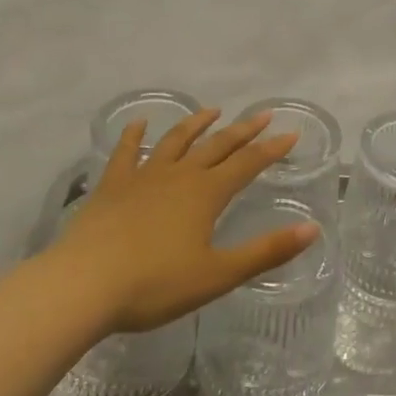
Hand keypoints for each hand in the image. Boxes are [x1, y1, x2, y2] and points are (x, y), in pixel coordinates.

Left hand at [50, 109, 316, 335]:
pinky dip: (134, 136)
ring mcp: (142, 178)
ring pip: (175, 142)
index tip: (292, 133)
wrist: (83, 285)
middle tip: (262, 114)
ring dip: (196, 124)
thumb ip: (266, 252)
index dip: (272, 148)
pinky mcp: (111, 187)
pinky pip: (126, 153)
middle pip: (217, 146)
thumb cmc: (154, 284)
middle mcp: (179, 176)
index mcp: (206, 194)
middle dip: (243, 130)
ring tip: (212, 110)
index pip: (248, 164)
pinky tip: (139, 124)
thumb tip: (312, 229)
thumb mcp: (218, 275)